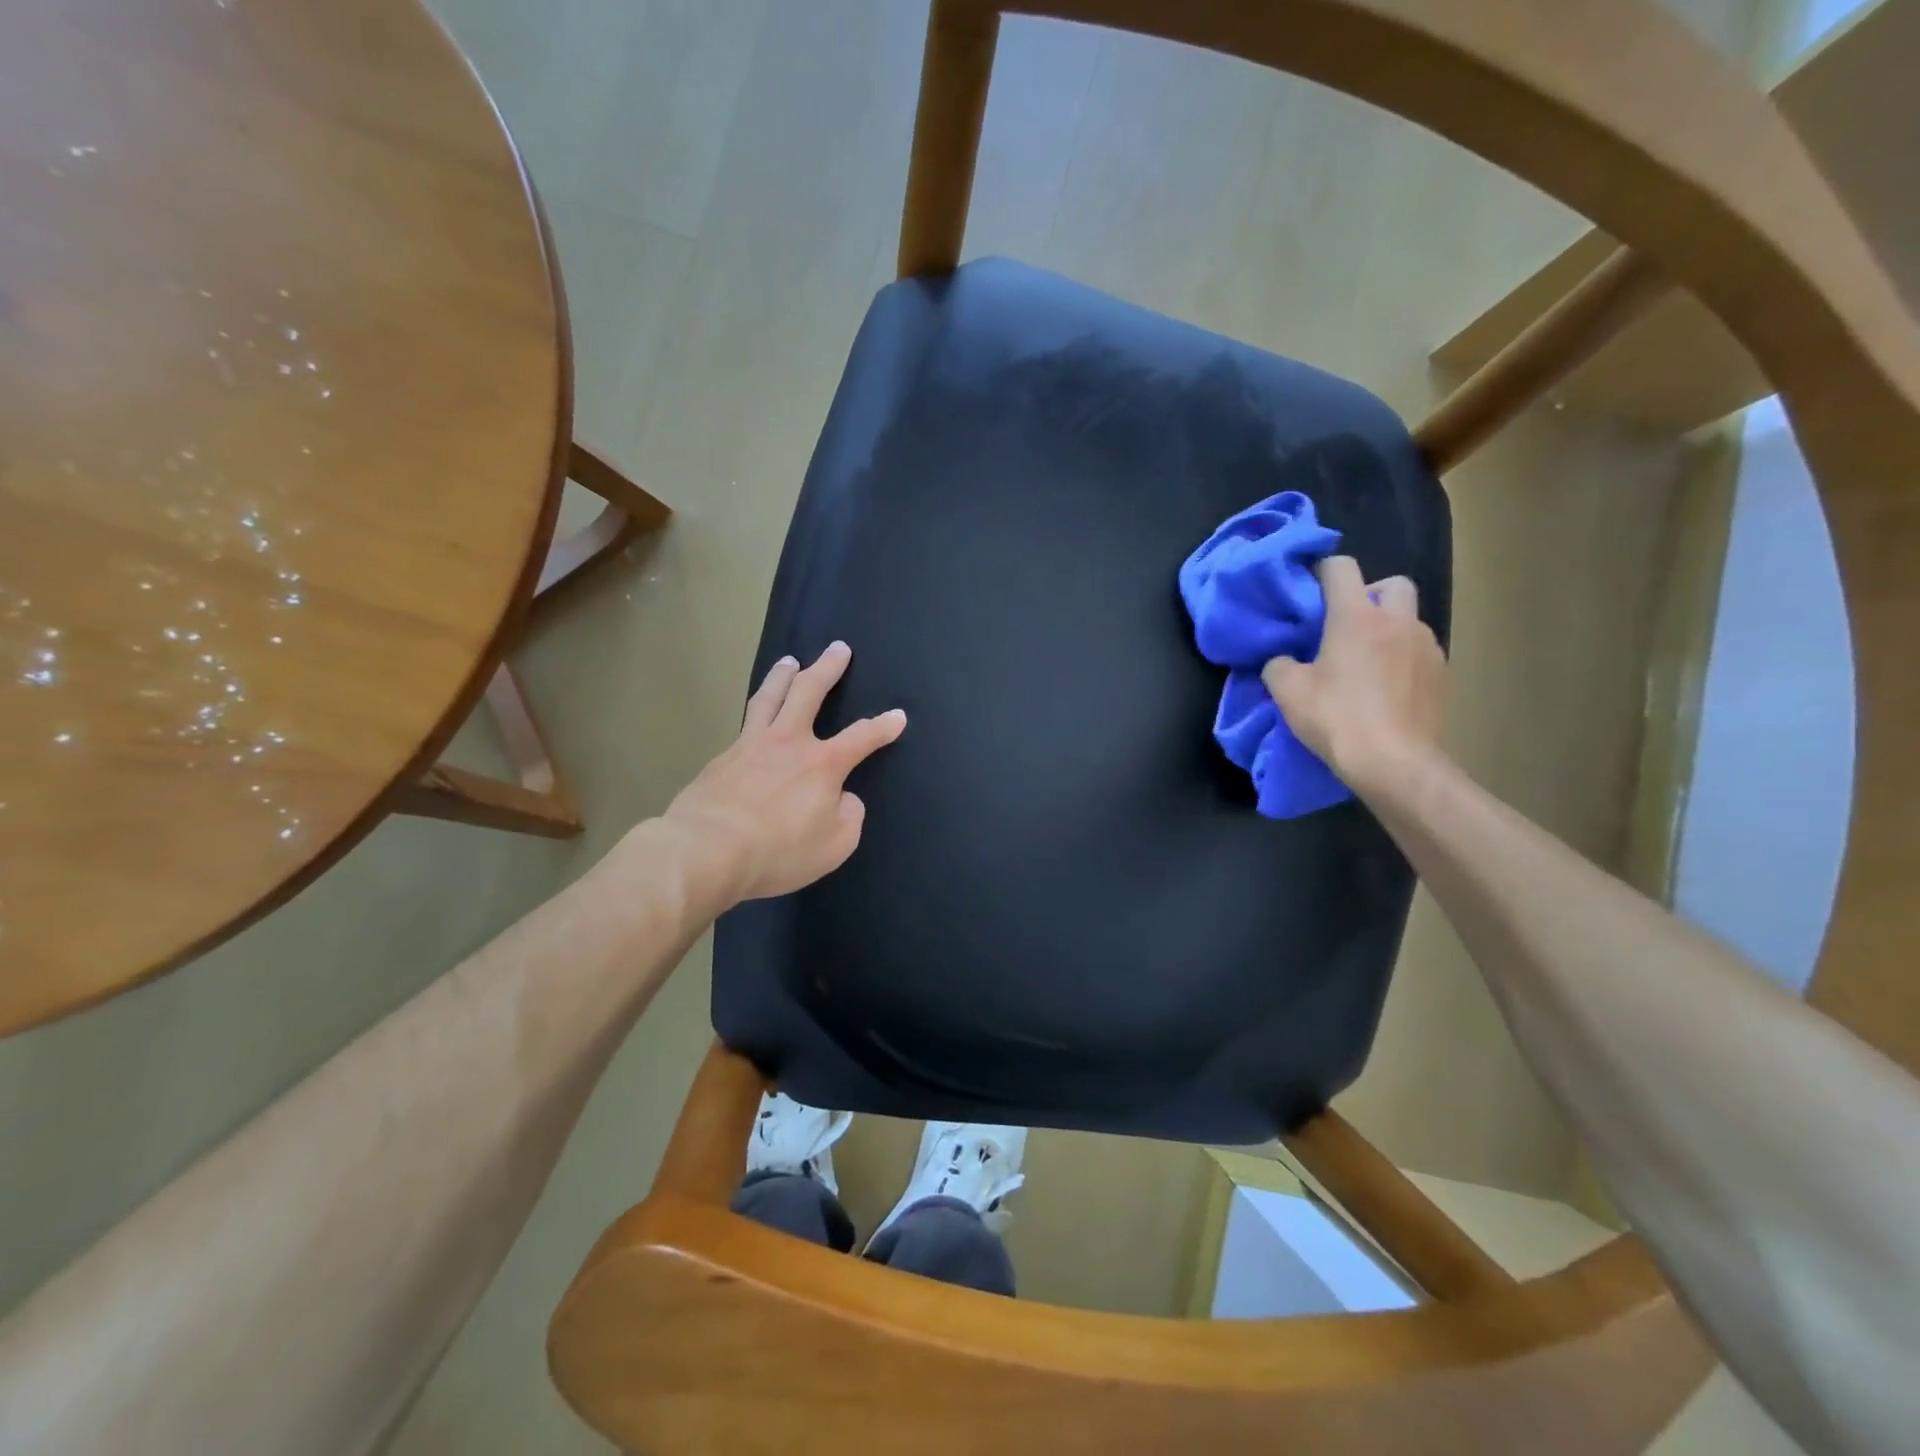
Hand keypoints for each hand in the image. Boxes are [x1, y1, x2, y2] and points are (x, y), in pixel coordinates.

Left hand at [660, 641, 905, 906]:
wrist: (707, 850)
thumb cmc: (779, 850)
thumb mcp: (835, 844)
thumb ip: (849, 816)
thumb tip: (843, 798)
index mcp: (823, 763)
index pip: (862, 738)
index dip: (883, 727)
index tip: (898, 716)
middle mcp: (788, 742)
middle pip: (810, 692)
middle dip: (828, 668)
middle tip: (838, 648)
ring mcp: (751, 745)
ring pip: (770, 697)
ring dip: (783, 675)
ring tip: (789, 661)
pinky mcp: (721, 758)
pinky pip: (745, 724)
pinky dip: (756, 712)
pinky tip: (755, 717)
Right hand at [1261, 555, 1445, 792]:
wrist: (1394, 763)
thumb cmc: (1337, 718)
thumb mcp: (1288, 692)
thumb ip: (1278, 665)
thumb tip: (1282, 661)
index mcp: (1356, 617)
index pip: (1342, 568)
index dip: (1323, 571)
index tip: (1309, 592)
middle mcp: (1398, 621)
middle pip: (1392, 583)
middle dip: (1370, 594)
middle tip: (1347, 625)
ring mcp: (1427, 647)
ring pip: (1409, 620)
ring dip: (1389, 629)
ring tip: (1367, 663)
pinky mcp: (1442, 675)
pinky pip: (1420, 652)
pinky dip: (1403, 659)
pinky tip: (1387, 688)